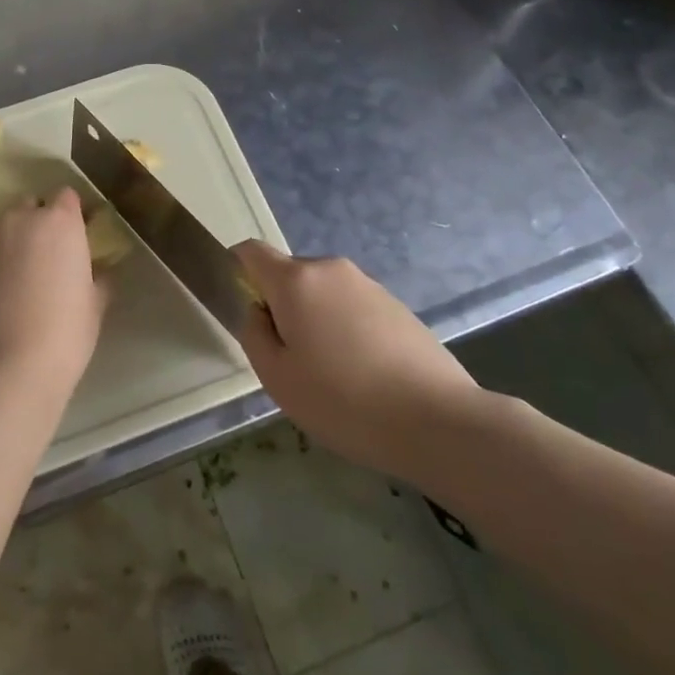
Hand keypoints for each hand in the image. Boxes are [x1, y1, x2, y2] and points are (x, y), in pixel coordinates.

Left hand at [0, 189, 107, 404]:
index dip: (71, 214)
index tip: (76, 237)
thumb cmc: (63, 335)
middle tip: (48, 259)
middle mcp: (19, 220)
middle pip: (30, 207)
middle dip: (38, 224)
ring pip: (2, 231)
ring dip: (12, 244)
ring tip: (19, 281)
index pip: (66, 197)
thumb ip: (97, 279)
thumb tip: (98, 273)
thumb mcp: (94, 307)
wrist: (4, 370)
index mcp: (59, 222)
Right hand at [234, 241, 482, 479]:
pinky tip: (364, 377)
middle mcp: (331, 269)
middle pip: (289, 275)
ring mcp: (368, 285)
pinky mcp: (397, 306)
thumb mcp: (277, 378)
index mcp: (296, 280)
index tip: (245, 312)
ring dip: (315, 321)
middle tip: (291, 361)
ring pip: (322, 294)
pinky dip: (346, 331)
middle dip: (280, 307)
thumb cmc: (344, 401)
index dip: (236, 272)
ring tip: (333, 376)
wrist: (438, 422)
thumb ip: (254, 334)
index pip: (251, 252)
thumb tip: (259, 311)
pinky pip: (353, 308)